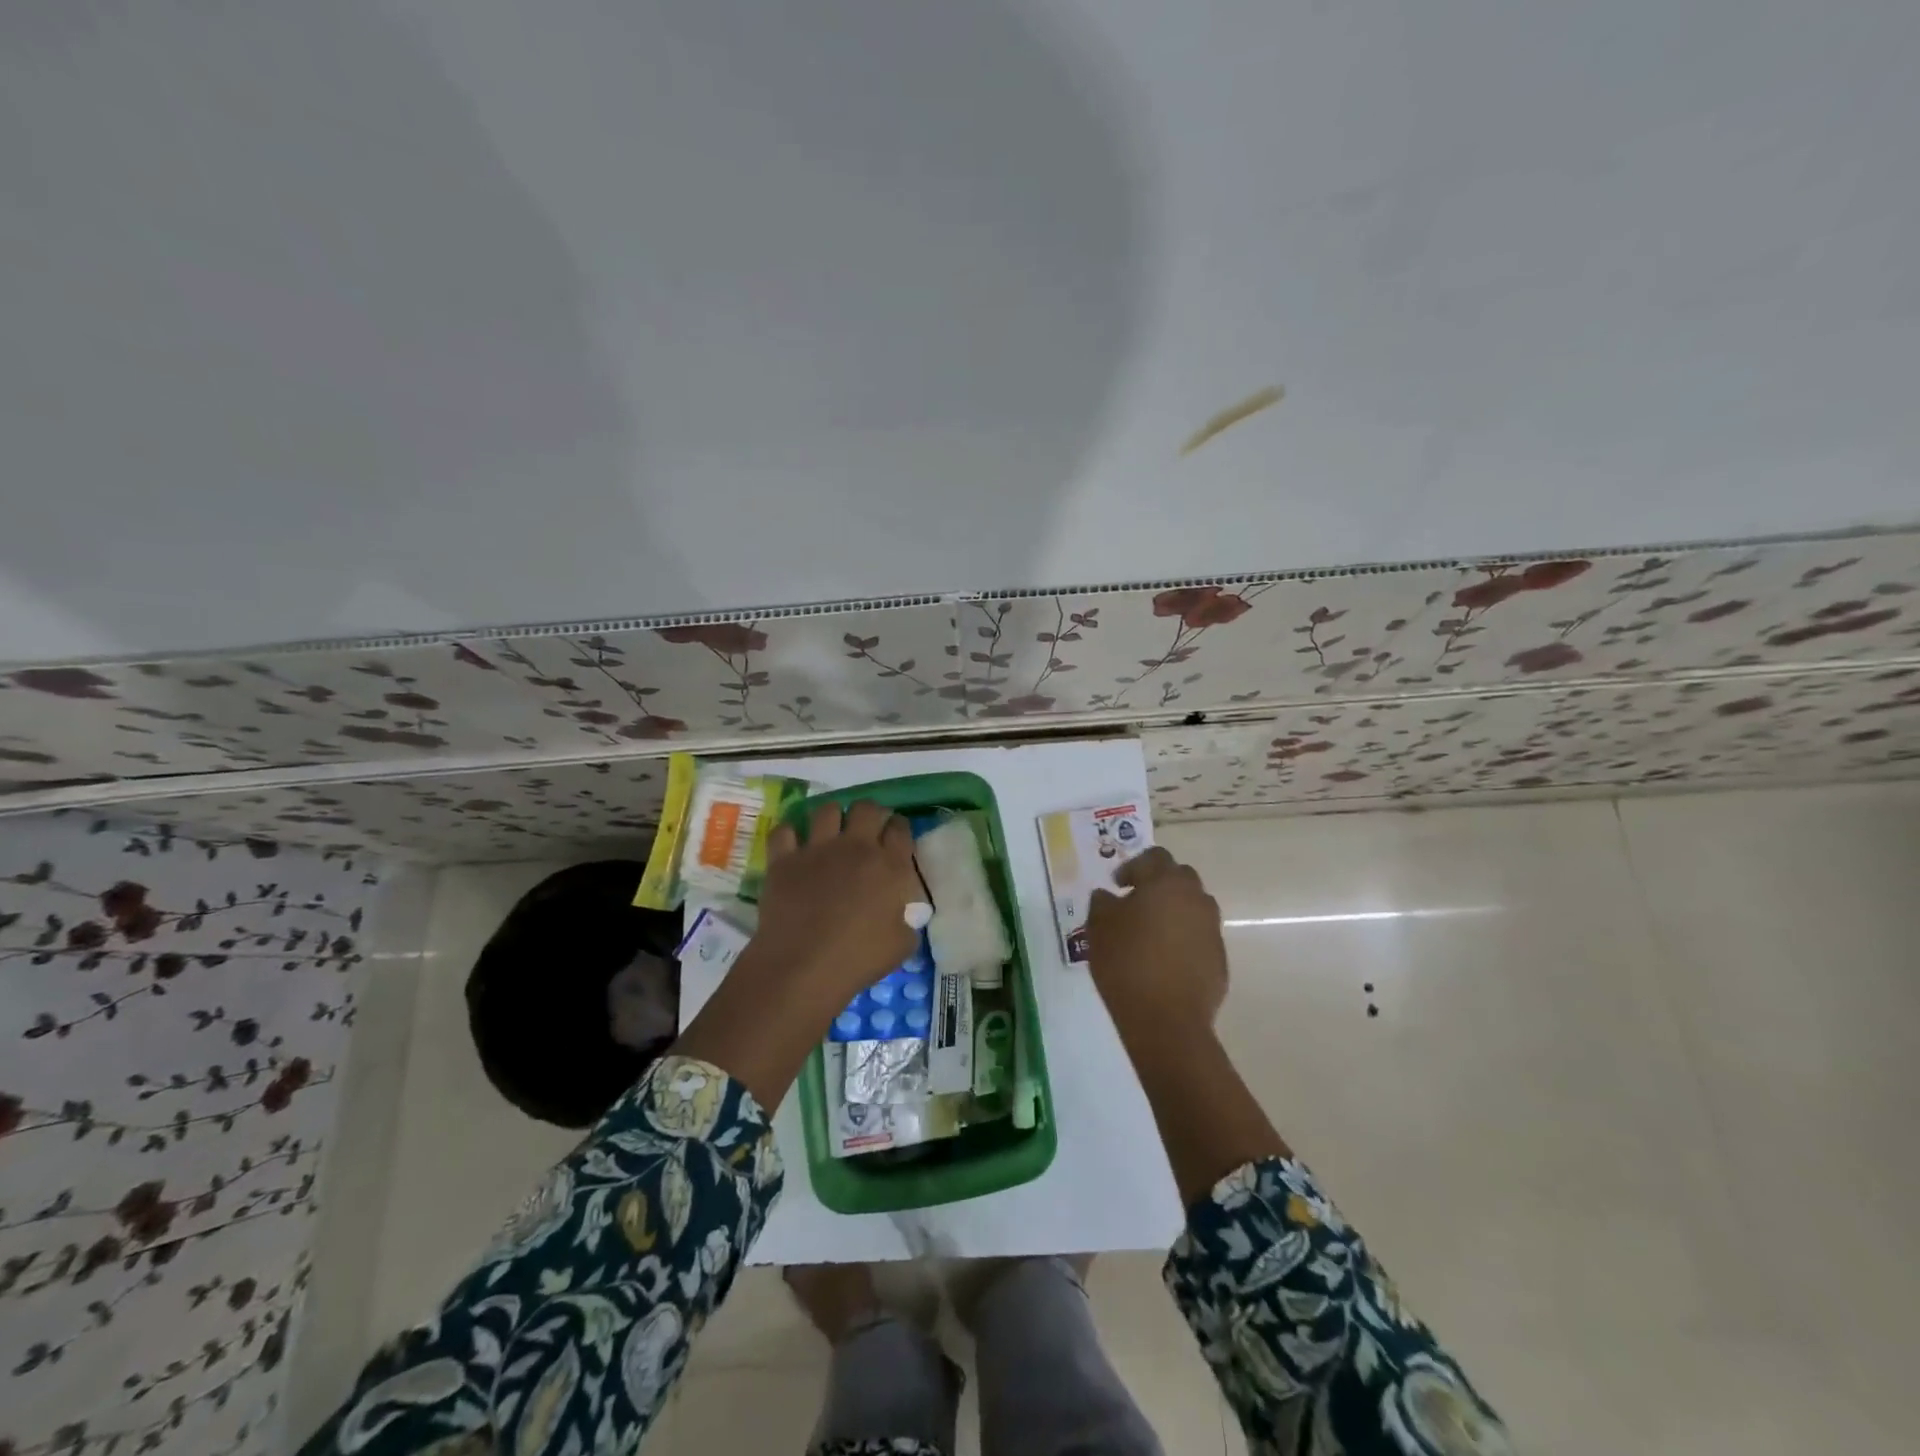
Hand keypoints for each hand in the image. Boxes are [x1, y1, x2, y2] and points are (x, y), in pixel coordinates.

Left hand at [750, 799, 920, 1011]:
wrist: (803, 968)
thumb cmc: (858, 959)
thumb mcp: (902, 944)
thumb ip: (908, 919)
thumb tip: (905, 911)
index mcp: (889, 865)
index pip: (900, 828)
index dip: (898, 828)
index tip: (894, 837)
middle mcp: (856, 847)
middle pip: (866, 808)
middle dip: (869, 814)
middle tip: (866, 830)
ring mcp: (817, 849)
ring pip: (827, 810)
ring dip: (832, 818)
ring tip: (830, 833)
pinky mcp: (784, 859)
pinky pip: (784, 830)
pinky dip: (789, 835)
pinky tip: (793, 846)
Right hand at [1086, 847, 1226, 1040]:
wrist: (1166, 1021)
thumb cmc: (1126, 964)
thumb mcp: (1099, 928)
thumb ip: (1101, 903)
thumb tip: (1108, 896)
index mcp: (1165, 883)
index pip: (1154, 857)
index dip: (1133, 866)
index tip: (1118, 885)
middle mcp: (1195, 899)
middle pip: (1180, 877)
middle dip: (1158, 883)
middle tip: (1135, 902)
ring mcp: (1212, 929)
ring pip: (1193, 906)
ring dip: (1174, 910)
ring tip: (1151, 932)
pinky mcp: (1219, 958)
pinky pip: (1199, 936)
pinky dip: (1184, 938)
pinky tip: (1164, 959)